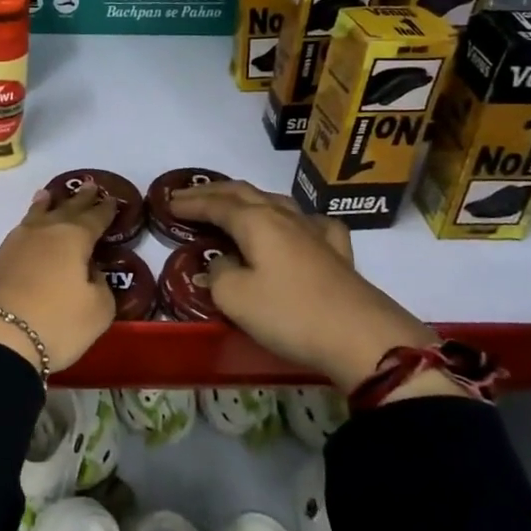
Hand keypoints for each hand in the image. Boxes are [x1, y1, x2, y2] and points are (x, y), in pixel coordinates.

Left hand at [0, 187, 120, 373]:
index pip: (94, 218)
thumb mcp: (97, 311)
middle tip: (89, 186)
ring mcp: (14, 244)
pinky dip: (29, 226)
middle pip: (64, 210)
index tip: (112, 200)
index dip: (105, 210)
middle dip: (79, 200)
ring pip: (35, 216)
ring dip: (45, 206)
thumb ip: (101, 286)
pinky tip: (27, 231)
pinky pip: (19, 235)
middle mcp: (43, 232)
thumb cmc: (55, 322)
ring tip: (49, 195)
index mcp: (73, 238)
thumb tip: (90, 271)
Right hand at [168, 180, 444, 393]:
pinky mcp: (337, 252)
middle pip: (243, 193)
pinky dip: (294, 219)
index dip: (190, 203)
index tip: (167, 203)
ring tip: (232, 205)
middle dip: (212, 192)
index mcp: (256, 222)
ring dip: (248, 199)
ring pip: (276, 202)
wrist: (362, 338)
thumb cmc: (290, 314)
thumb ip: (218, 274)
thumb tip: (219, 264)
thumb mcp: (236, 298)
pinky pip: (310, 223)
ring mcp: (314, 232)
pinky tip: (298, 226)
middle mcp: (283, 217)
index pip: (215, 204)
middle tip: (187, 196)